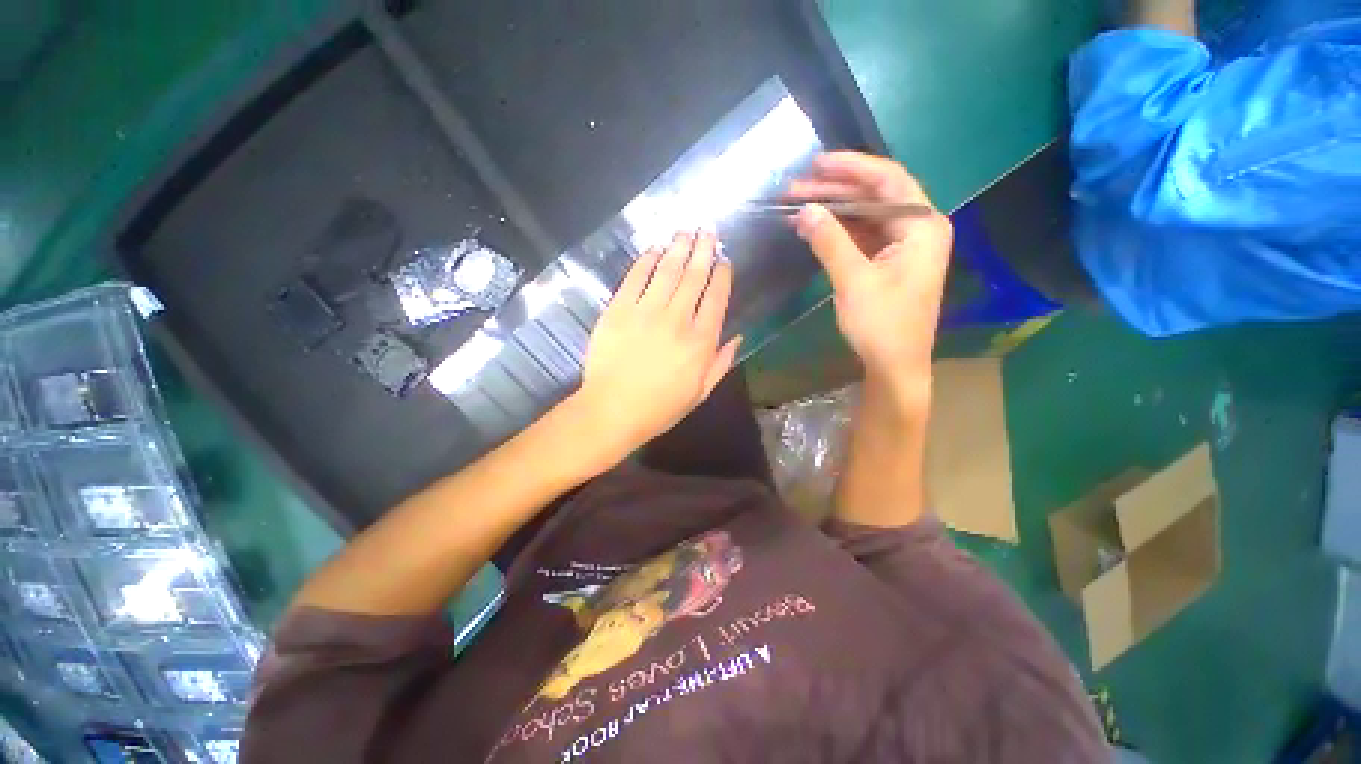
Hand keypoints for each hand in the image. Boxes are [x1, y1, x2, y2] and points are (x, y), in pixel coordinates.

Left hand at [571, 230, 741, 459]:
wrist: (612, 410)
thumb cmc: (660, 407)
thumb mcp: (701, 393)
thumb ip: (722, 363)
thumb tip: (738, 336)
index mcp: (701, 342)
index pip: (716, 298)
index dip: (722, 275)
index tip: (725, 260)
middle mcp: (678, 319)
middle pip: (694, 277)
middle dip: (704, 250)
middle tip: (709, 230)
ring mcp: (646, 311)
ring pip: (667, 270)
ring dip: (678, 246)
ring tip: (686, 229)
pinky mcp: (619, 309)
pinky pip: (635, 277)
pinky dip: (646, 260)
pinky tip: (654, 248)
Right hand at [786, 152, 952, 393]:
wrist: (895, 365)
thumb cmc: (882, 324)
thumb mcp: (853, 280)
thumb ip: (829, 241)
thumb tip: (804, 210)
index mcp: (922, 225)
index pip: (888, 180)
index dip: (851, 168)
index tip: (816, 163)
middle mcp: (918, 228)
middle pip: (875, 196)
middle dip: (835, 190)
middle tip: (796, 187)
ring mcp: (904, 246)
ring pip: (866, 216)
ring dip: (834, 210)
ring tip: (798, 205)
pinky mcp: (889, 263)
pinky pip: (863, 236)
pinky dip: (839, 231)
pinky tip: (815, 227)